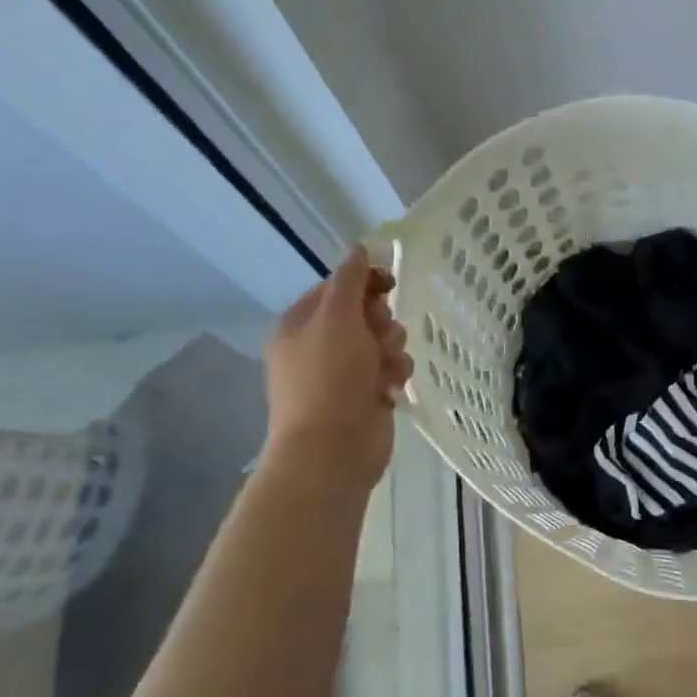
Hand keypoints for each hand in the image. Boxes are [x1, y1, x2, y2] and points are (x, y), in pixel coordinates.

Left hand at [263, 247, 411, 484]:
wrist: (333, 449)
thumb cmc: (329, 378)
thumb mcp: (336, 318)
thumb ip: (350, 280)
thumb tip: (357, 248)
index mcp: (300, 324)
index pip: (337, 287)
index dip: (365, 282)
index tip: (389, 285)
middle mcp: (319, 345)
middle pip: (365, 313)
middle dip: (381, 322)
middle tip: (379, 336)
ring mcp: (344, 373)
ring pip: (384, 341)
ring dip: (392, 350)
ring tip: (386, 369)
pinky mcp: (367, 395)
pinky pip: (391, 369)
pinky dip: (395, 374)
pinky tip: (392, 388)